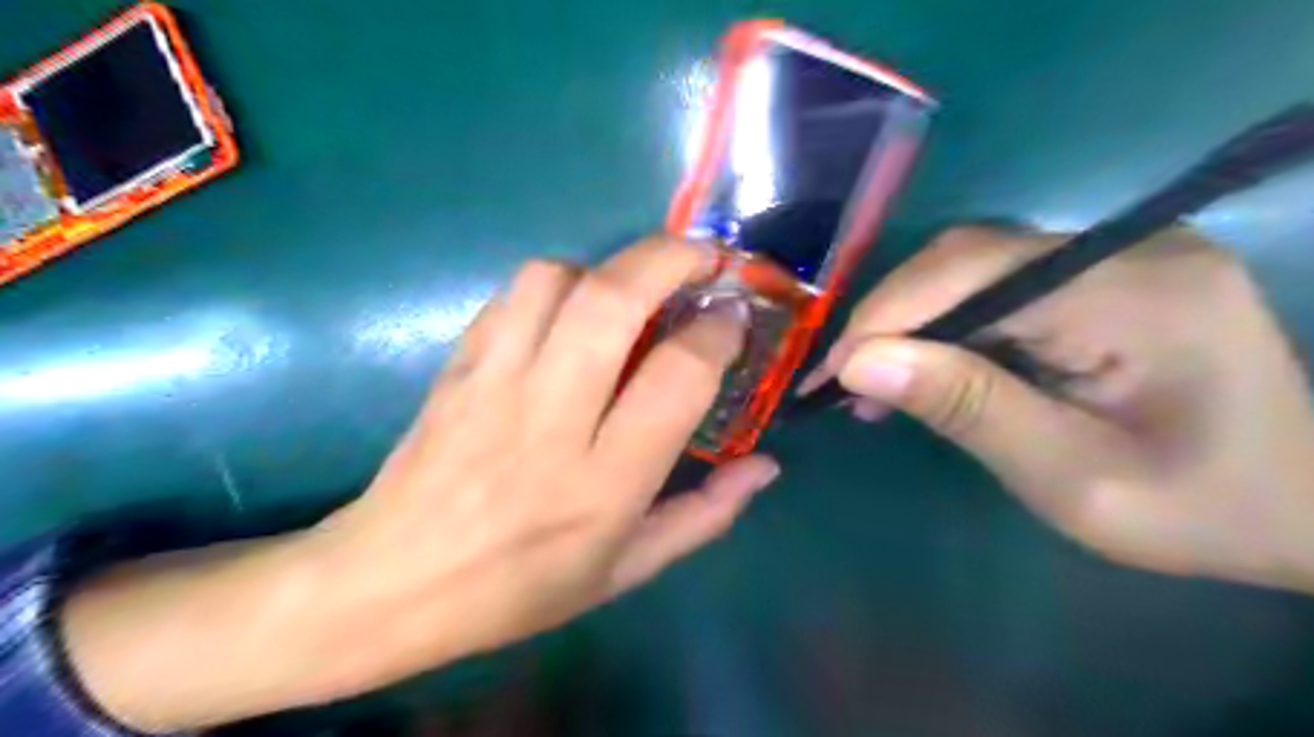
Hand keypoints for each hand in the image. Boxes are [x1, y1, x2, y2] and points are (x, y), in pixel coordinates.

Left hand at [63, 237, 777, 730]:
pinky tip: (571, 310)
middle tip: (705, 257)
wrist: (389, 584)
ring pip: (558, 279)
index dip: (717, 331)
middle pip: (615, 300)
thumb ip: (704, 516)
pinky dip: (558, 281)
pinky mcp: (458, 365)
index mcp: (604, 482)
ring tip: (631, 291)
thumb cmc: (517, 589)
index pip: (677, 375)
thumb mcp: (625, 571)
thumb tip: (765, 466)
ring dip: (609, 267)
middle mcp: (552, 419)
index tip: (732, 317)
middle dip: (671, 258)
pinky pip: (513, 293)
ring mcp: (496, 384)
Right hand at [819, 225, 1312, 593]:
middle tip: (842, 383)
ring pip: (972, 267)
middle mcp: (1125, 247)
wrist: (1304, 505)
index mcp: (1134, 291)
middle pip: (966, 259)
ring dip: (911, 322)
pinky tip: (924, 367)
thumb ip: (966, 408)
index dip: (884, 318)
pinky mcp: (1101, 271)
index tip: (828, 375)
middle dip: (889, 320)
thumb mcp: (1071, 478)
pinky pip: (997, 284)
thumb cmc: (1198, 507)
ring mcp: (1116, 252)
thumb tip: (860, 365)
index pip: (972, 274)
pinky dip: (947, 325)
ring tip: (872, 383)